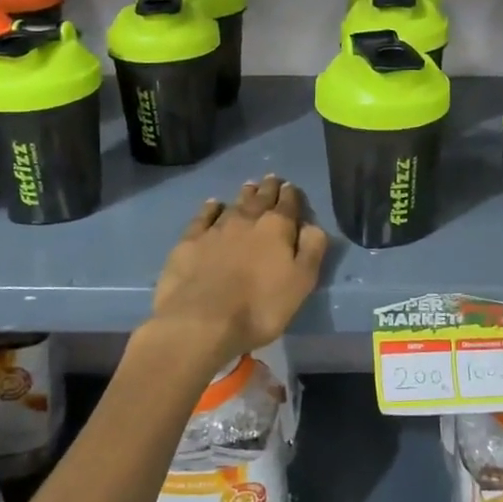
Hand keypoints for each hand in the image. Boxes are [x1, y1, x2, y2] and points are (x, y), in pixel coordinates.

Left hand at [150, 176, 328, 367]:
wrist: (201, 322)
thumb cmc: (260, 307)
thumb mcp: (301, 283)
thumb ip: (311, 250)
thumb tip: (312, 225)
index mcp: (277, 228)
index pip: (288, 204)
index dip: (292, 195)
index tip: (291, 187)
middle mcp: (247, 220)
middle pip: (261, 198)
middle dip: (269, 188)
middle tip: (272, 179)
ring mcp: (216, 228)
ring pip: (235, 204)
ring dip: (245, 194)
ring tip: (250, 186)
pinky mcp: (190, 241)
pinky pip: (204, 216)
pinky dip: (211, 208)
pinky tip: (214, 204)